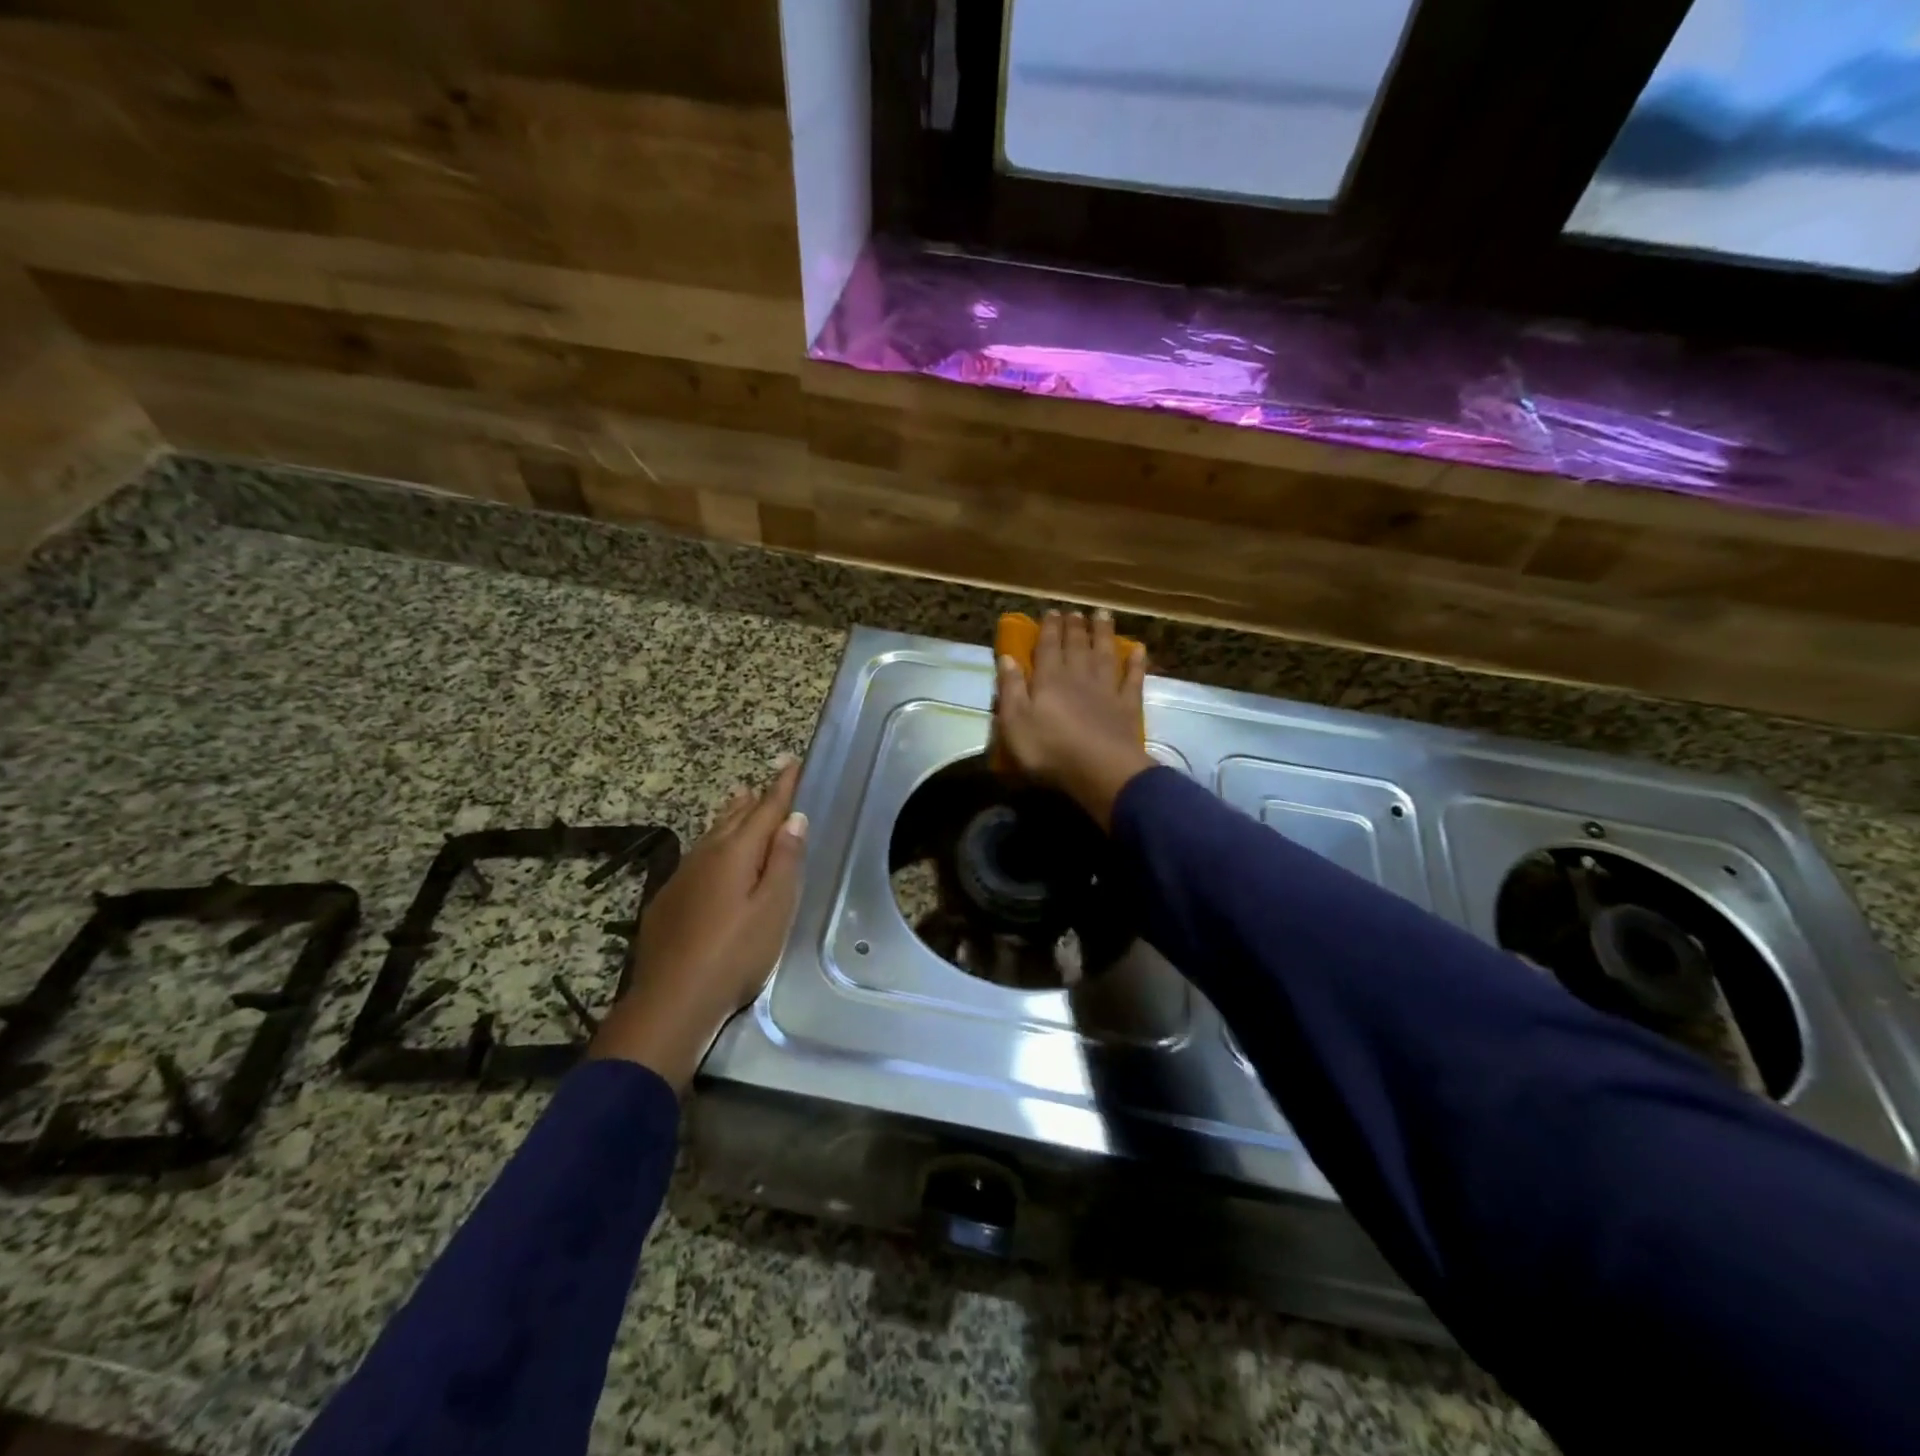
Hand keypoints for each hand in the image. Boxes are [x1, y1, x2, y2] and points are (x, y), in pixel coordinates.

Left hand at [589, 762, 807, 1089]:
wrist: (672, 1000)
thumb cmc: (735, 954)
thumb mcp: (775, 909)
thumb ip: (785, 861)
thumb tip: (793, 819)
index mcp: (736, 853)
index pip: (765, 810)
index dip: (781, 787)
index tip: (791, 762)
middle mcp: (706, 855)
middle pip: (735, 817)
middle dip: (755, 799)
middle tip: (767, 781)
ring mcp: (682, 876)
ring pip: (712, 834)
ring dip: (730, 815)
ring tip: (740, 799)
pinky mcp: (668, 899)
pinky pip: (698, 856)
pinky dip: (713, 842)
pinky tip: (712, 855)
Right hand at [994, 609, 1155, 829]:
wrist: (1100, 769)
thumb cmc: (1049, 750)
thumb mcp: (1015, 723)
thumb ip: (1011, 689)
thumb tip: (1006, 658)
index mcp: (1049, 679)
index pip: (1047, 647)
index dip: (1049, 629)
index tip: (1051, 612)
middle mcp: (1078, 676)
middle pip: (1077, 646)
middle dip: (1075, 627)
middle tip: (1076, 611)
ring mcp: (1106, 690)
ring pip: (1105, 654)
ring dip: (1103, 634)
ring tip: (1103, 615)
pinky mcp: (1127, 707)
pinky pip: (1133, 679)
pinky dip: (1136, 663)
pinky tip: (1138, 649)